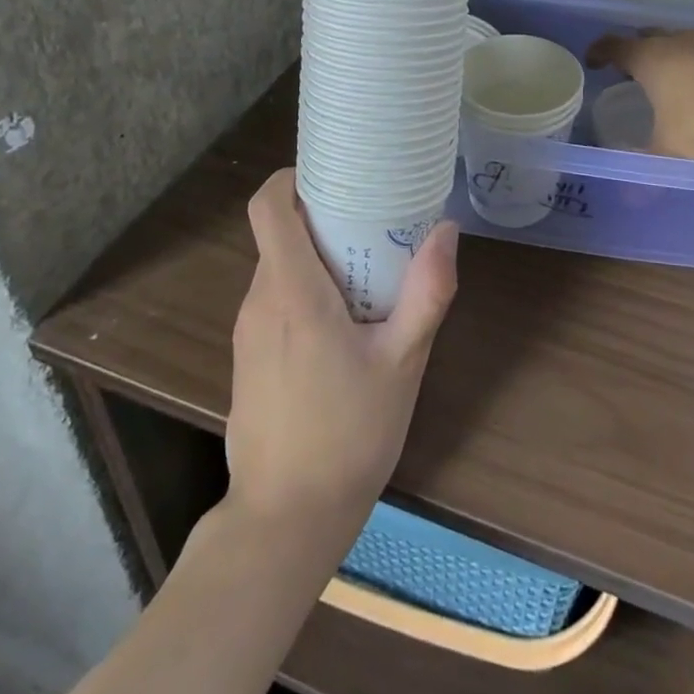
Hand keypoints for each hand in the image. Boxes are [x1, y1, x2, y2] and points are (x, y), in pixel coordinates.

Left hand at [226, 169, 458, 535]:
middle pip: (281, 232)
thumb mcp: (403, 363)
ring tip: (369, 271)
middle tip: (374, 220)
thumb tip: (446, 231)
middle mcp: (260, 300)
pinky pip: (275, 299)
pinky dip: (306, 289)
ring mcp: (248, 331)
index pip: (268, 207)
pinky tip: (345, 323)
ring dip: (318, 256)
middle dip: (324, 217)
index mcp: (292, 292)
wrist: (285, 521)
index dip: (292, 177)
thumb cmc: (348, 435)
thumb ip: (427, 293)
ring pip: (279, 266)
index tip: (334, 172)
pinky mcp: (248, 357)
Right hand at [587, 19, 693, 162]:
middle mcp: (678, 39)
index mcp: (651, 60)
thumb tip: (627, 197)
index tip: (594, 61)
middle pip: (649, 36)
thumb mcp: (672, 151)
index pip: (614, 46)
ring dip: (680, 51)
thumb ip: (647, 164)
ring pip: (687, 35)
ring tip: (685, 74)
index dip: (600, 52)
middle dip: (640, 51)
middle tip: (639, 74)